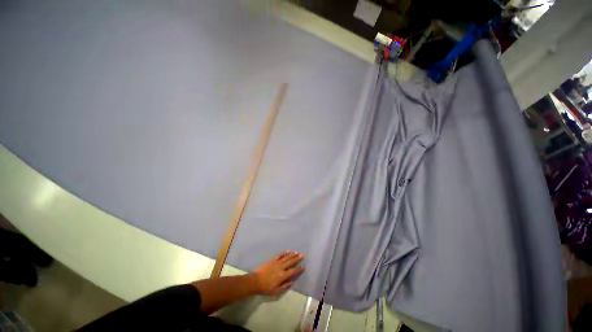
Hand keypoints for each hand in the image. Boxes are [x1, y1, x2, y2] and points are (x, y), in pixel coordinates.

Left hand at [251, 251, 304, 295]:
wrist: (255, 281)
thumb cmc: (266, 288)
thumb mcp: (276, 291)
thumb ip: (285, 286)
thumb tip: (292, 281)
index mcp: (282, 275)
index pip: (293, 271)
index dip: (299, 269)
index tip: (303, 267)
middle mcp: (281, 267)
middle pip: (290, 261)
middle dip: (297, 258)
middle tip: (302, 255)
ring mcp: (276, 262)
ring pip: (286, 257)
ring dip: (292, 254)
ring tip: (296, 252)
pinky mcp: (272, 260)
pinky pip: (279, 255)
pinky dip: (284, 253)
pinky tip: (287, 251)